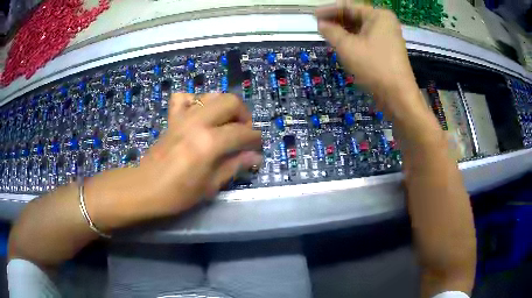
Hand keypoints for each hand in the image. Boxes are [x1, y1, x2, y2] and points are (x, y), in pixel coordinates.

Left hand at [85, 93, 261, 228]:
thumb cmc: (177, 194)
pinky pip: (185, 97)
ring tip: (225, 124)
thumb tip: (255, 156)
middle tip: (243, 132)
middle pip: (231, 101)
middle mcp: (198, 122)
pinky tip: (198, 115)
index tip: (257, 147)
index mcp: (209, 142)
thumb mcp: (210, 185)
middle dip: (244, 114)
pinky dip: (195, 101)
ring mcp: (183, 117)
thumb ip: (235, 166)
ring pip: (212, 95)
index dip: (255, 138)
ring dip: (224, 106)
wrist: (145, 188)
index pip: (242, 132)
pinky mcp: (172, 118)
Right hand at [315, 1, 423, 117]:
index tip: (313, 15)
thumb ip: (331, 31)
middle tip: (318, 26)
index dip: (329, 10)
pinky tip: (341, 43)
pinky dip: (353, 40)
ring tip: (326, 35)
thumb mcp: (347, 46)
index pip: (348, 7)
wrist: (398, 96)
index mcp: (378, 15)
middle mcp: (385, 22)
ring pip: (360, 28)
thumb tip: (321, 24)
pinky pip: (366, 39)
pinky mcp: (386, 49)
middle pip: (355, 16)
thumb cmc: (374, 67)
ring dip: (343, 31)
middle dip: (336, 21)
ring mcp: (387, 36)